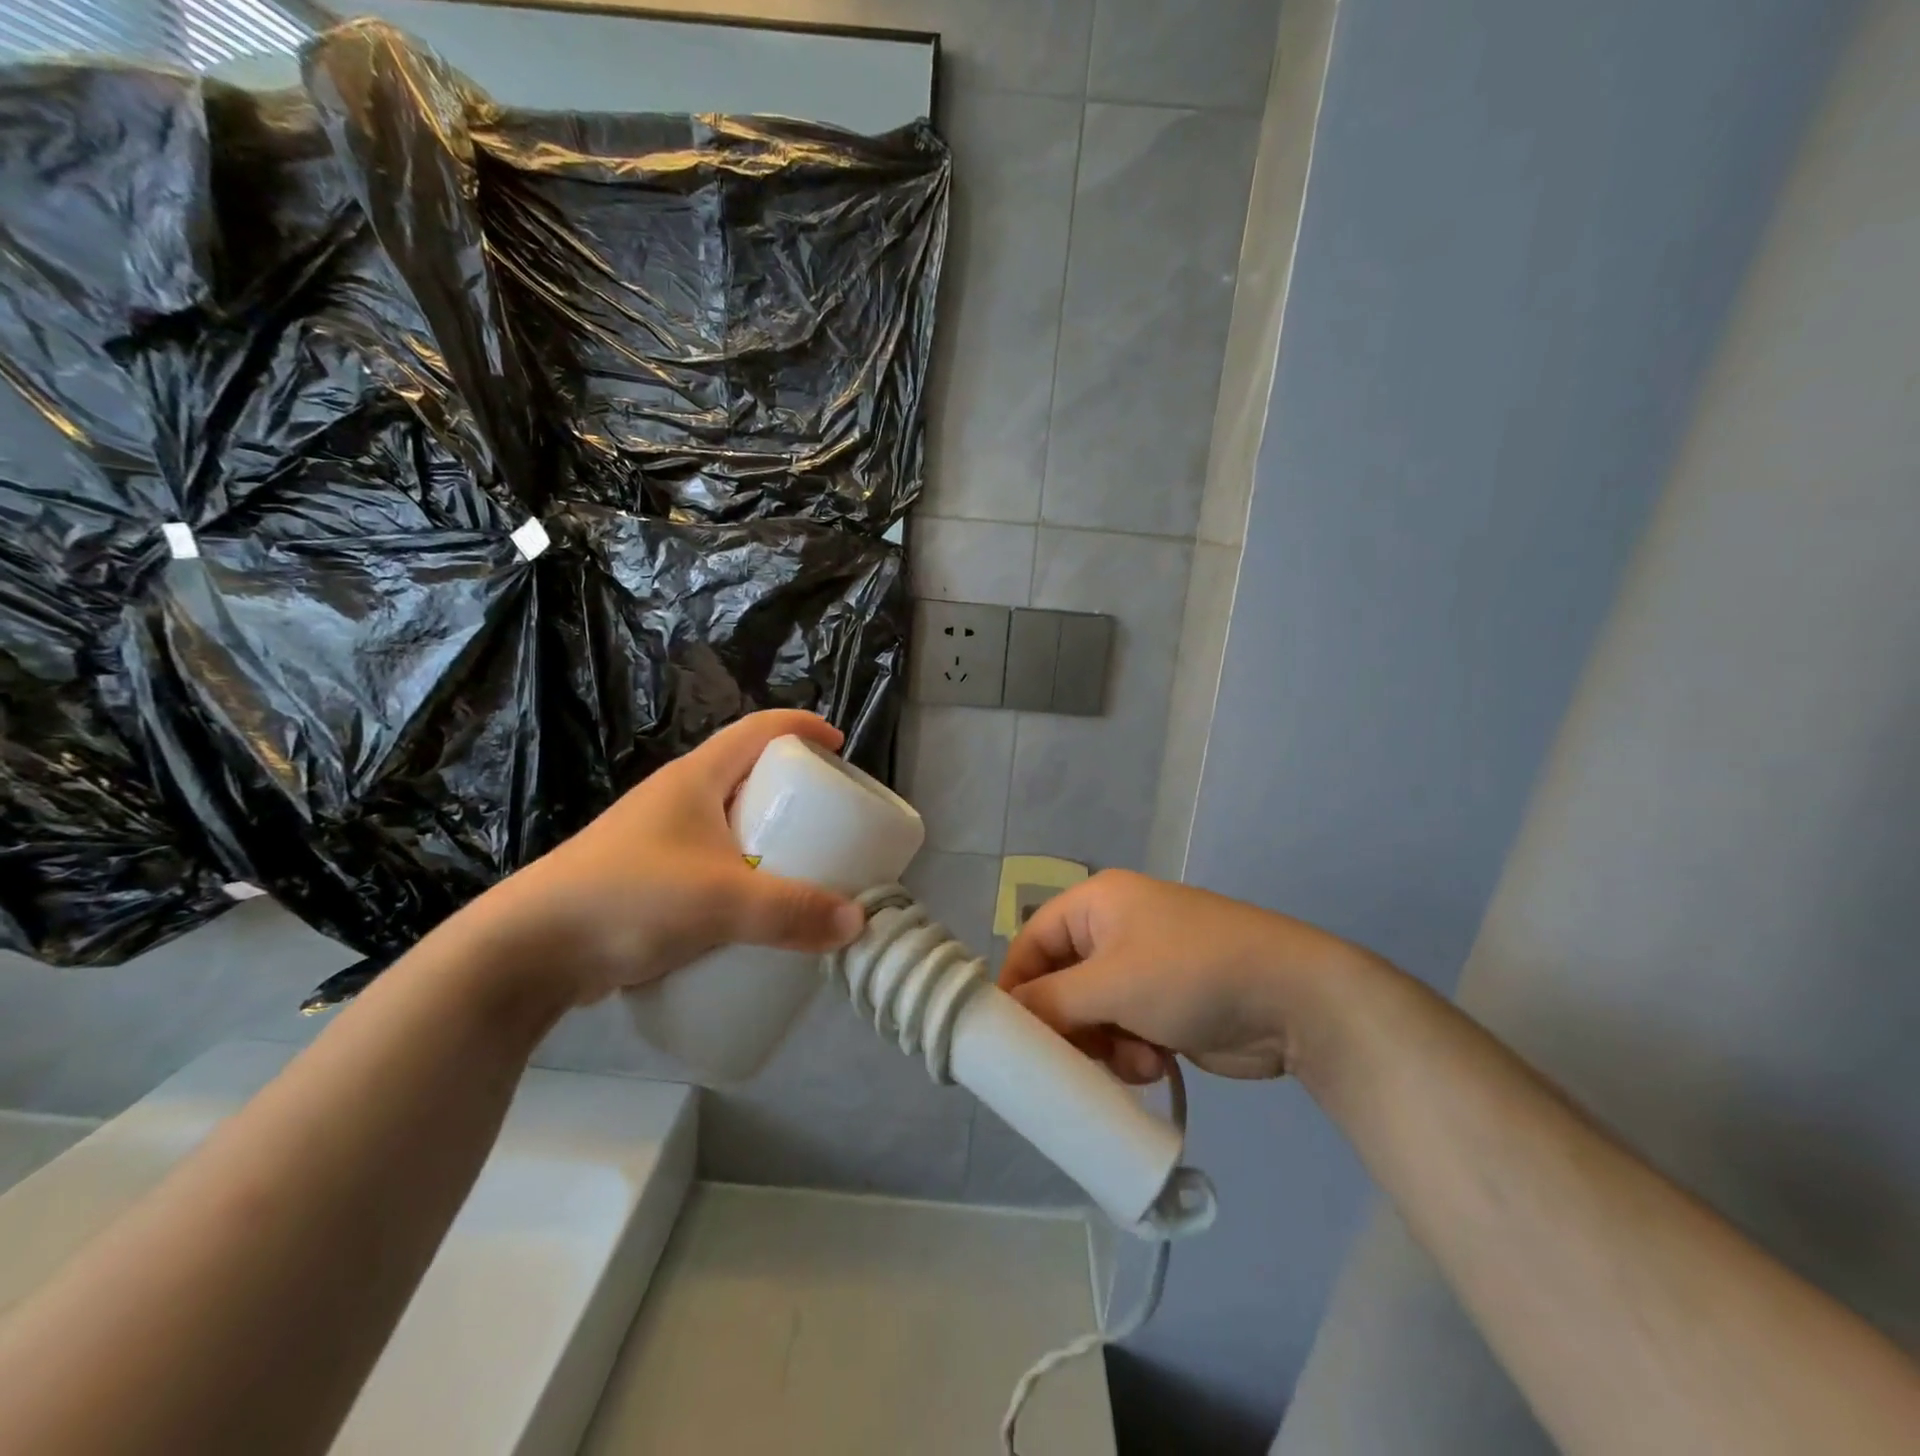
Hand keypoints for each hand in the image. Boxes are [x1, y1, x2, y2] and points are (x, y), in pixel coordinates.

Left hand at [472, 710, 866, 1005]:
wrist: (525, 951)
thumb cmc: (628, 897)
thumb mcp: (721, 901)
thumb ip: (792, 912)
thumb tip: (857, 922)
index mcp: (695, 778)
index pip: (758, 729)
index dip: (802, 727)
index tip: (839, 745)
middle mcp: (676, 799)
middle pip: (746, 774)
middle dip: (792, 788)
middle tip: (828, 816)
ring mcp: (657, 839)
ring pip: (728, 822)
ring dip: (766, 836)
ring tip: (801, 864)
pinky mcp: (646, 879)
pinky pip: (710, 863)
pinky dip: (742, 874)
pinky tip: (753, 909)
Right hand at [998, 870, 1375, 1082]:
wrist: (1293, 999)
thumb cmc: (1190, 974)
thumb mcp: (1111, 984)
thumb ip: (1051, 1003)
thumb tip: (1007, 1019)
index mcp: (1096, 903)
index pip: (1032, 941)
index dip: (1016, 986)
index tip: (1007, 1038)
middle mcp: (1115, 929)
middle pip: (1061, 982)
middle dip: (1067, 1025)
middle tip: (1072, 1060)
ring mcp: (1144, 966)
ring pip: (1092, 1014)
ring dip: (1102, 1045)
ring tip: (1130, 1060)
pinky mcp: (1167, 1002)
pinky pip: (1125, 1029)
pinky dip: (1131, 1050)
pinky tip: (1155, 1063)